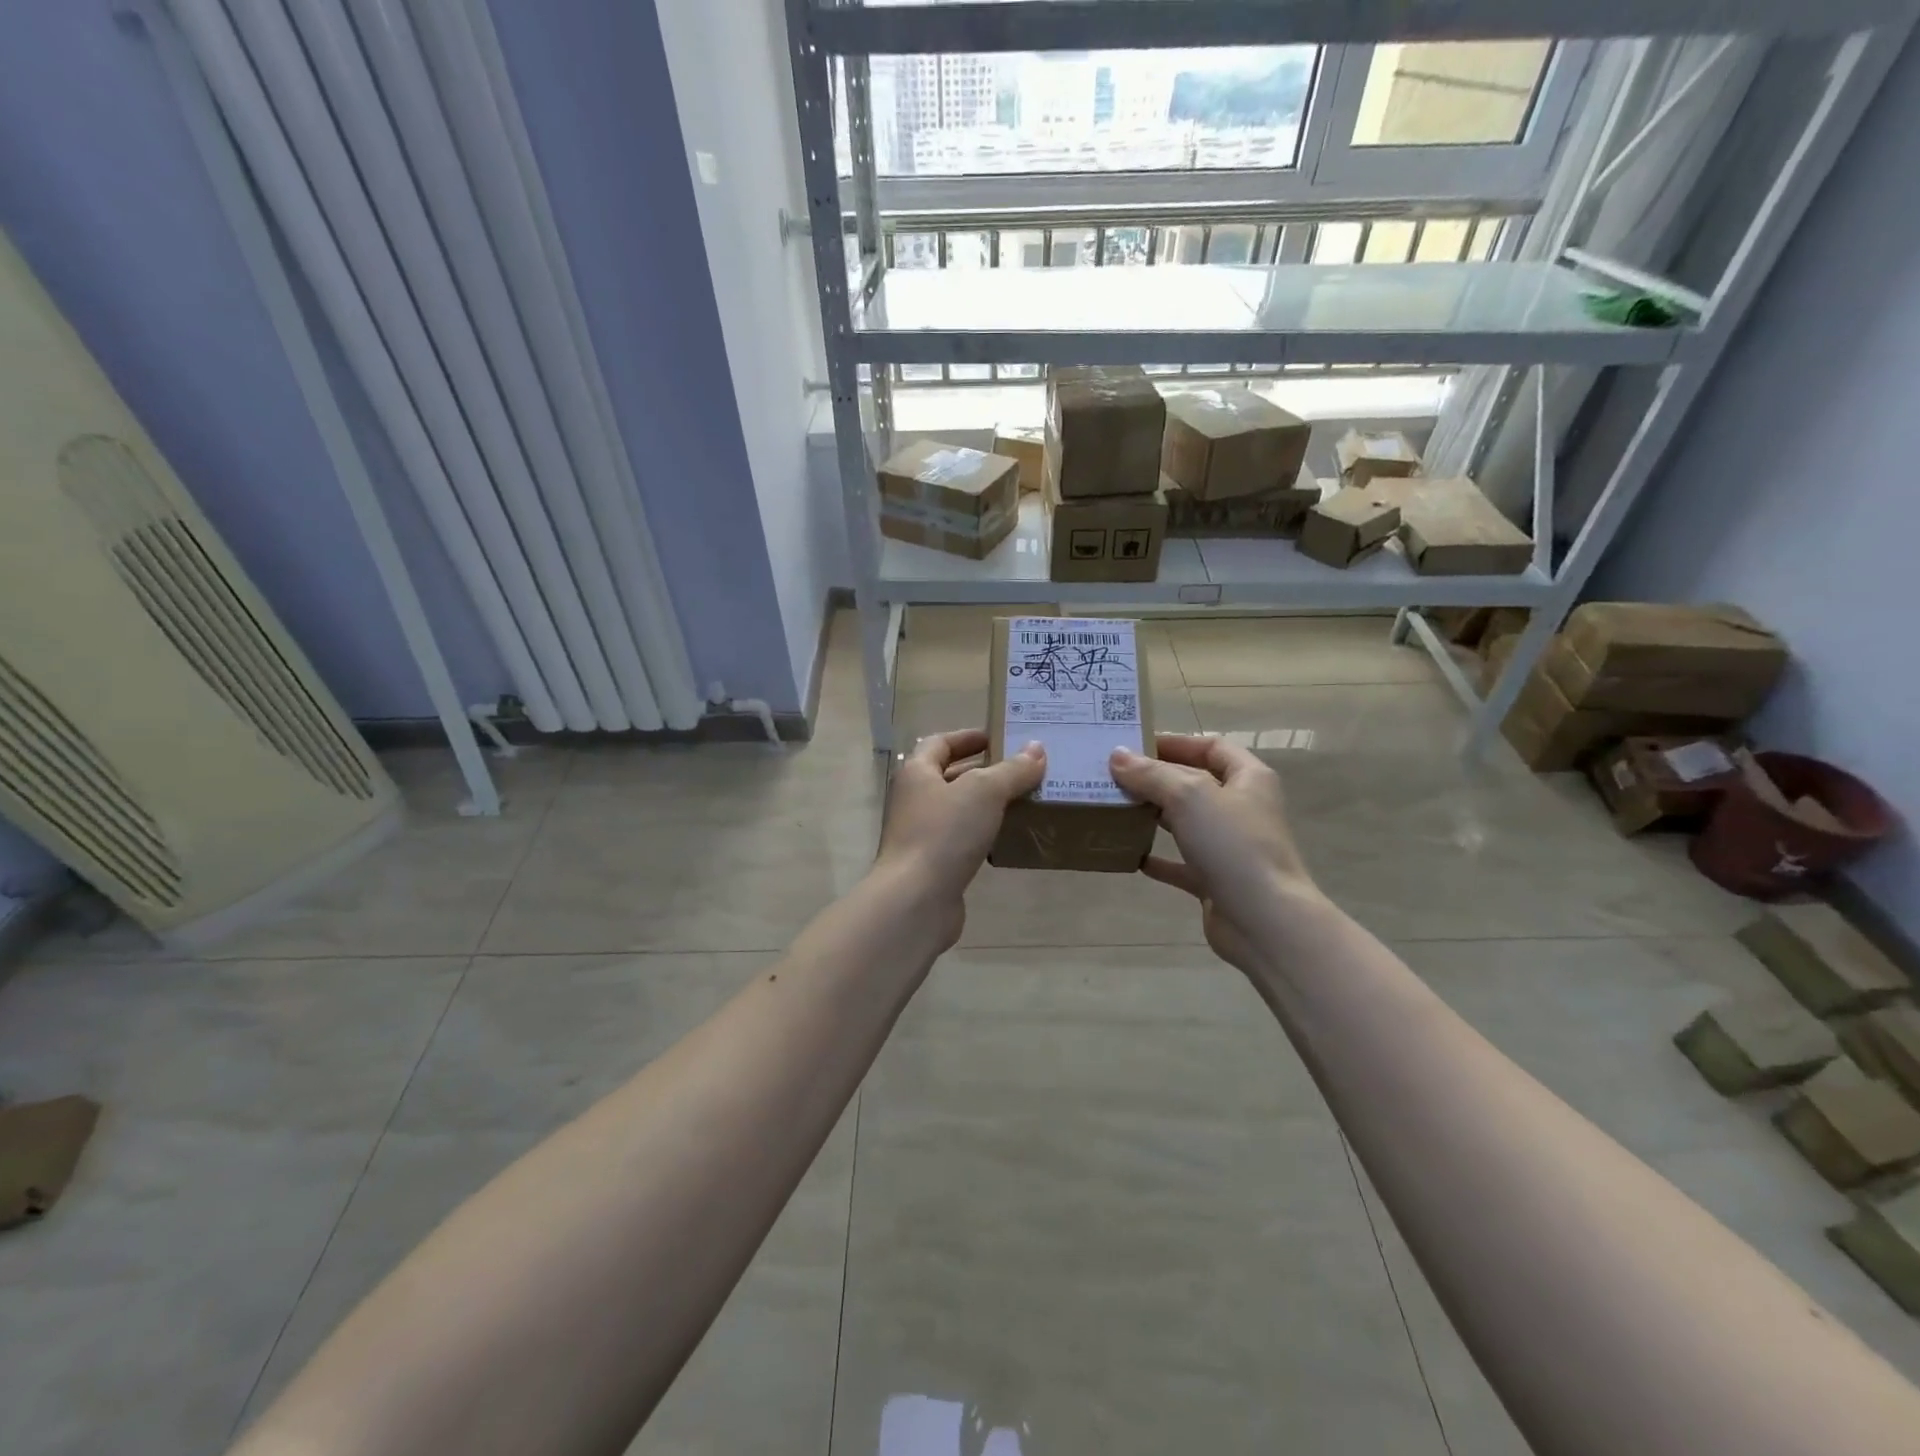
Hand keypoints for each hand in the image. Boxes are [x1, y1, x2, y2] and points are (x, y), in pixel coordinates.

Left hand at [874, 730, 1046, 946]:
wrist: (916, 899)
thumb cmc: (944, 833)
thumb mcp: (985, 792)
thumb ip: (1012, 770)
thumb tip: (1037, 749)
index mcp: (916, 773)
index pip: (939, 743)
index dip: (967, 737)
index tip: (997, 737)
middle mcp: (912, 799)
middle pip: (947, 775)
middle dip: (981, 770)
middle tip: (1018, 768)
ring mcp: (919, 834)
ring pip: (955, 809)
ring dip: (984, 803)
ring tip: (1021, 799)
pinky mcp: (931, 864)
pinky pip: (959, 839)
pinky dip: (981, 833)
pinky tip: (1006, 837)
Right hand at [1108, 734, 1323, 973]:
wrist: (1264, 921)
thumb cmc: (1233, 845)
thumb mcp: (1189, 796)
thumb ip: (1151, 774)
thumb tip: (1117, 755)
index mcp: (1249, 779)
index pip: (1211, 747)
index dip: (1176, 742)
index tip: (1135, 745)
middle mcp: (1242, 808)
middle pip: (1196, 783)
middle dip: (1157, 778)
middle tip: (1115, 776)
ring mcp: (1230, 847)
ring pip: (1187, 823)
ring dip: (1155, 815)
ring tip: (1116, 808)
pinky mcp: (1217, 880)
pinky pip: (1182, 864)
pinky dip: (1158, 858)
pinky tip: (1130, 855)